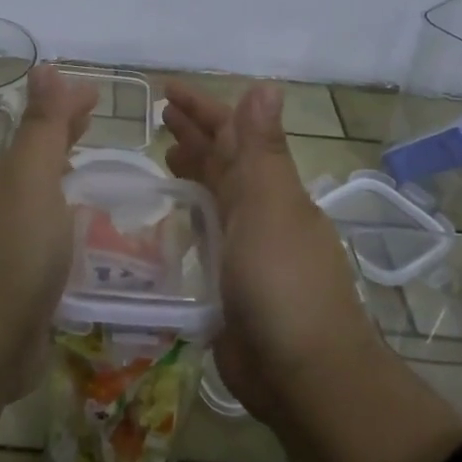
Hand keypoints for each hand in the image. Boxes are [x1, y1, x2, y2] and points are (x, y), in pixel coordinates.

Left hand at [0, 66, 96, 388]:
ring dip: (72, 189)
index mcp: (6, 180)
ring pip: (48, 207)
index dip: (67, 110)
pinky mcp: (27, 289)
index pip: (40, 132)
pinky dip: (75, 233)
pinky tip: (98, 244)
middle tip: (100, 130)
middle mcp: (4, 210)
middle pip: (41, 166)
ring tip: (107, 184)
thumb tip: (43, 67)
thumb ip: (41, 128)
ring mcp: (12, 251)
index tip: (97, 96)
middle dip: (67, 144)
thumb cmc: (14, 252)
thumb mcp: (31, 178)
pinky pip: (56, 247)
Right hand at [163, 81, 385, 423]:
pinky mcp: (229, 283)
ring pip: (215, 196)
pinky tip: (170, 215)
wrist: (302, 375)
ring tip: (163, 153)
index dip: (203, 109)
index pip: (234, 134)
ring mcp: (246, 249)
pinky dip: (189, 217)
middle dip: (196, 134)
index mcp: (272, 189)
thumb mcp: (269, 208)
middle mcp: (261, 212)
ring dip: (193, 171)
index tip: (167, 90)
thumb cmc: (282, 284)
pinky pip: (206, 236)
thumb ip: (260, 150)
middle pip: (224, 161)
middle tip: (159, 116)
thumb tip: (265, 87)